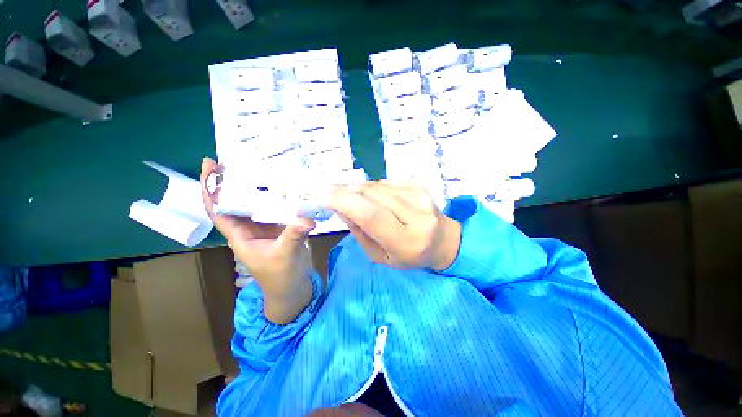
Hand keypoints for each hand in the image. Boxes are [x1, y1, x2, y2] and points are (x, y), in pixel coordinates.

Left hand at [200, 158, 315, 323]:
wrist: (293, 287)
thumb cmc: (281, 276)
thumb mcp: (283, 256)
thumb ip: (293, 236)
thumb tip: (307, 218)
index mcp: (241, 236)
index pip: (219, 210)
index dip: (211, 189)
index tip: (210, 167)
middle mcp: (251, 228)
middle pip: (237, 202)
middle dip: (234, 181)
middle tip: (239, 159)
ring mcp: (267, 227)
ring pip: (258, 204)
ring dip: (259, 188)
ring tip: (264, 167)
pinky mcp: (282, 227)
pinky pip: (278, 209)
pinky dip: (281, 198)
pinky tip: (288, 187)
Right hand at [328, 181, 460, 270]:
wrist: (442, 240)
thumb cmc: (409, 256)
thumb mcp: (380, 256)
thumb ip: (360, 232)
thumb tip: (341, 207)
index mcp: (407, 242)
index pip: (372, 216)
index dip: (346, 202)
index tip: (325, 197)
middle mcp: (417, 216)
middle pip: (373, 195)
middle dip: (347, 191)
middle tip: (331, 193)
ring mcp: (420, 196)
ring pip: (378, 185)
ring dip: (359, 189)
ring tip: (351, 196)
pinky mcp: (418, 185)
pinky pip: (386, 181)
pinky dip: (373, 187)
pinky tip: (373, 196)